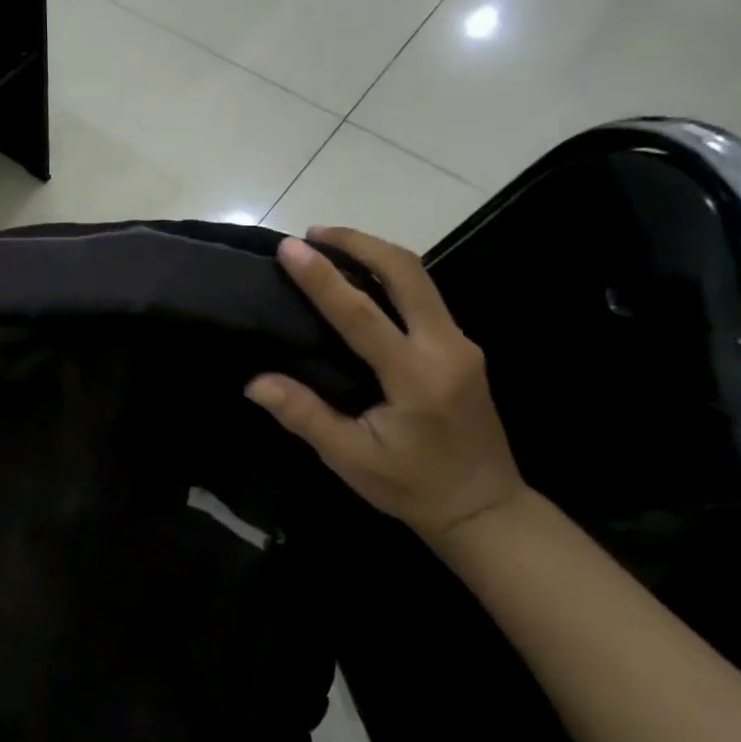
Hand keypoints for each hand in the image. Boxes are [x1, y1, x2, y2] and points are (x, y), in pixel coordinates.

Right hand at [245, 227, 527, 551]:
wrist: (485, 508)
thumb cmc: (412, 487)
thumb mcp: (351, 459)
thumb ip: (305, 416)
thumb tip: (255, 382)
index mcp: (416, 377)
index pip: (362, 314)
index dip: (322, 278)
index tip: (289, 248)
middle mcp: (446, 348)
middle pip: (407, 271)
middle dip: (359, 242)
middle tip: (313, 233)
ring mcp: (461, 344)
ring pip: (420, 277)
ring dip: (374, 252)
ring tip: (329, 245)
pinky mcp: (462, 347)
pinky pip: (424, 295)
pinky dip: (389, 274)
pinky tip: (360, 279)